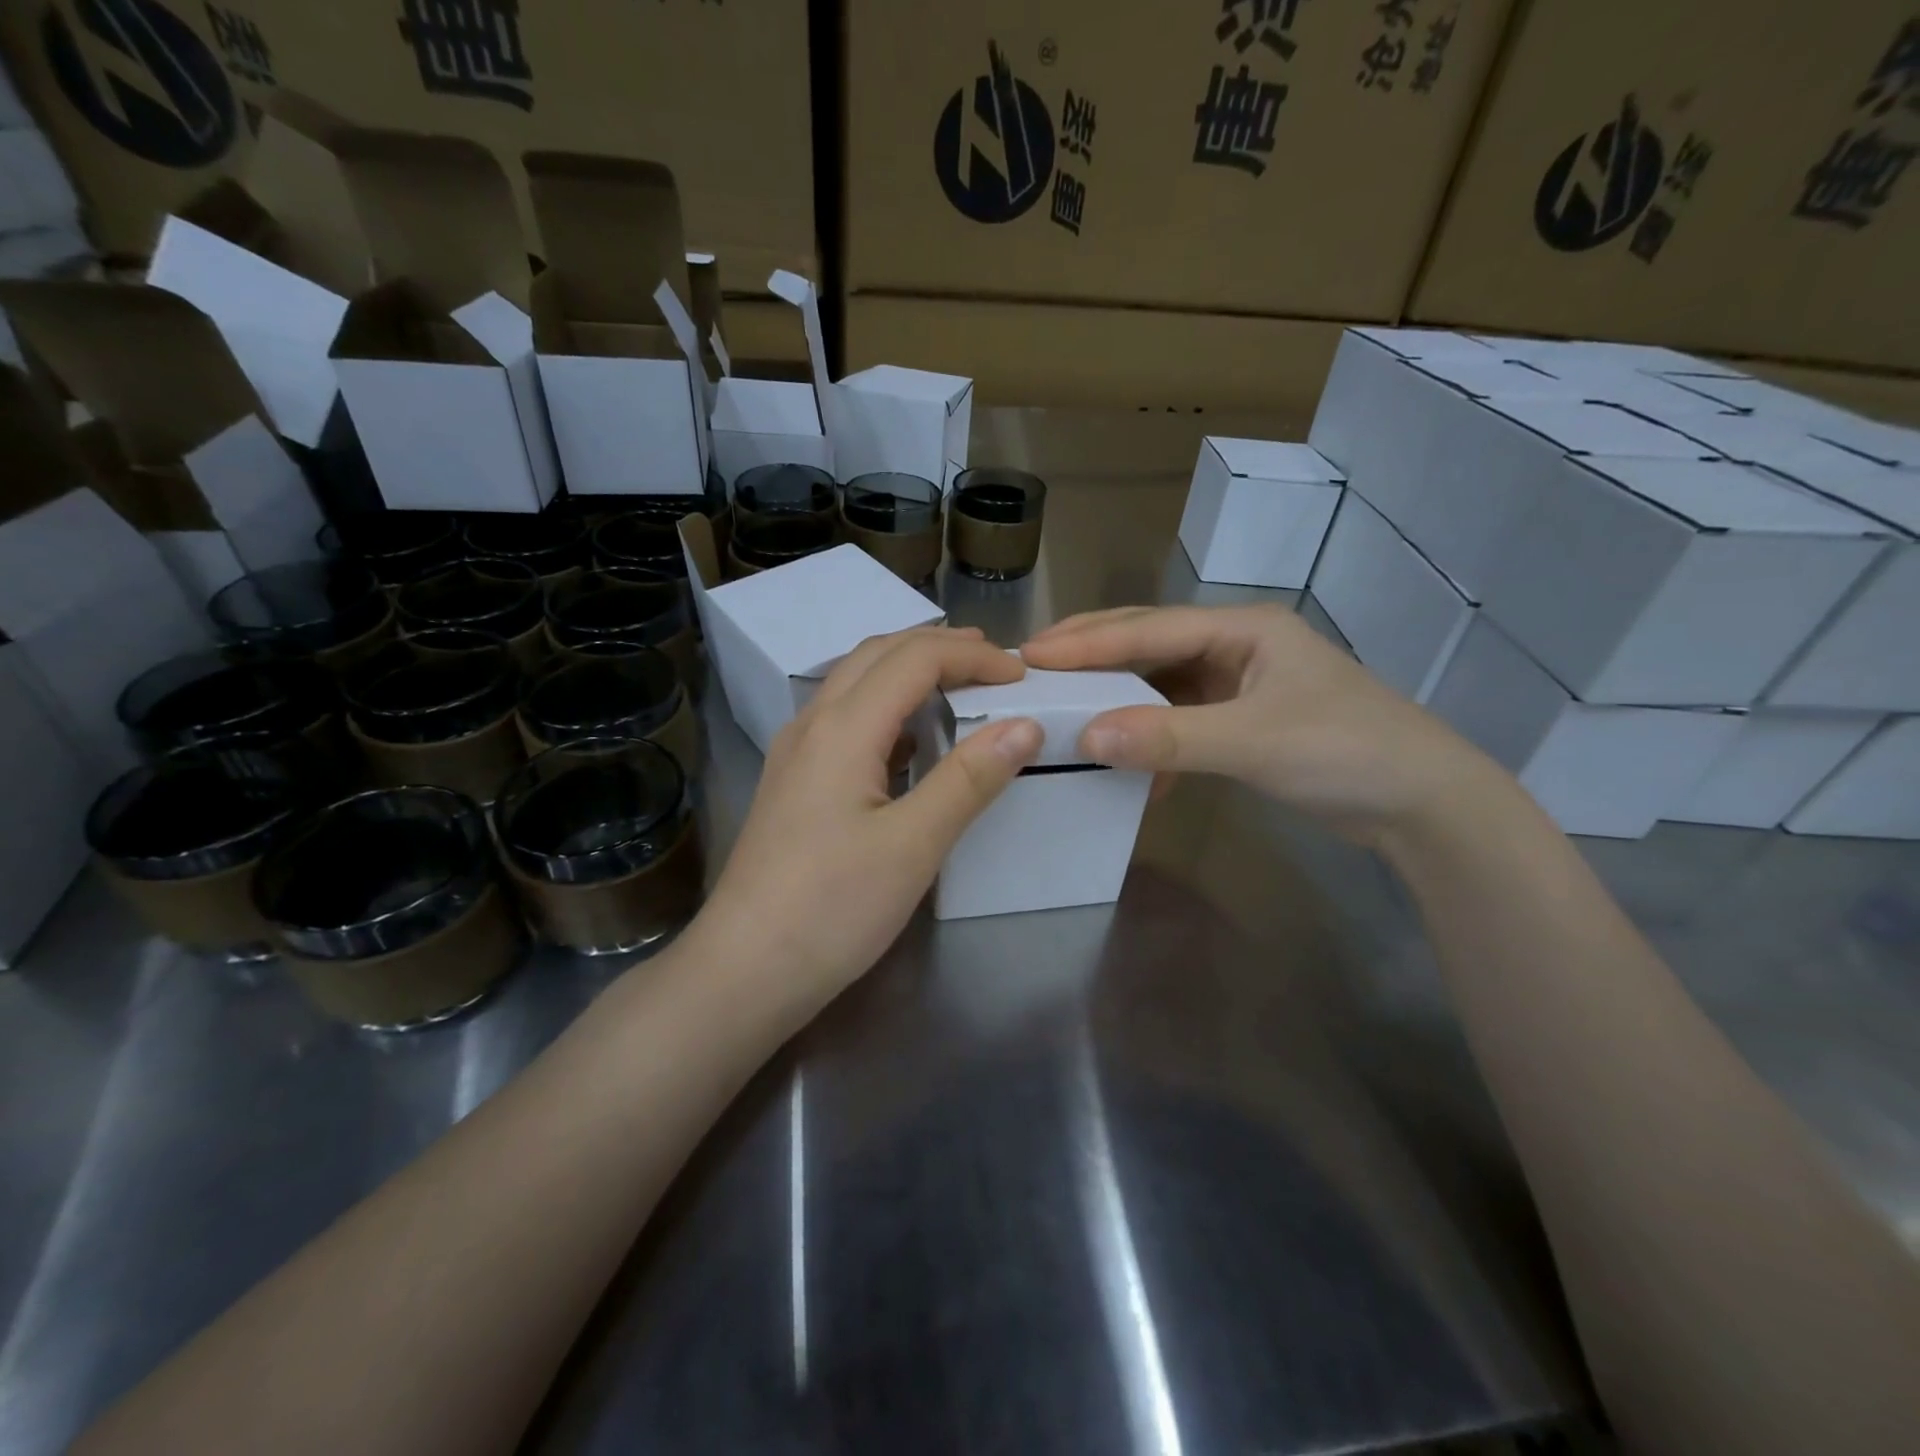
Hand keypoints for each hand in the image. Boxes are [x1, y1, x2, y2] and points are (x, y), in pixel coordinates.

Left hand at [691, 627, 1041, 1001]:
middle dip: (941, 647)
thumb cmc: (832, 908)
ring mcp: (796, 751)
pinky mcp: (793, 780)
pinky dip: (888, 706)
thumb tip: (1025, 725)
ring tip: (960, 685)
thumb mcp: (913, 845)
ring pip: (856, 681)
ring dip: (910, 670)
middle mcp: (813, 723)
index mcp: (843, 727)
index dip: (973, 656)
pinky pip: (846, 717)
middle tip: (994, 663)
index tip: (1022, 676)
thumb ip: (969, 778)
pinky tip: (911, 739)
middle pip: (879, 654)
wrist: (745, 969)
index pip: (915, 658)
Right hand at [1020, 604, 1498, 845]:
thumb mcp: (1254, 741)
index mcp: (1242, 628)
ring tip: (1064, 707)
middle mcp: (1235, 646)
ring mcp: (1238, 684)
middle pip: (1148, 643)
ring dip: (1116, 698)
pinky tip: (1129, 764)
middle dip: (1092, 655)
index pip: (1149, 628)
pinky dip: (1150, 738)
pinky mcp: (1240, 721)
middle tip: (1031, 666)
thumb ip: (1170, 737)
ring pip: (1159, 682)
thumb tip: (1086, 736)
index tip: (1031, 655)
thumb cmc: (1347, 752)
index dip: (1087, 642)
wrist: (1423, 804)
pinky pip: (1177, 720)